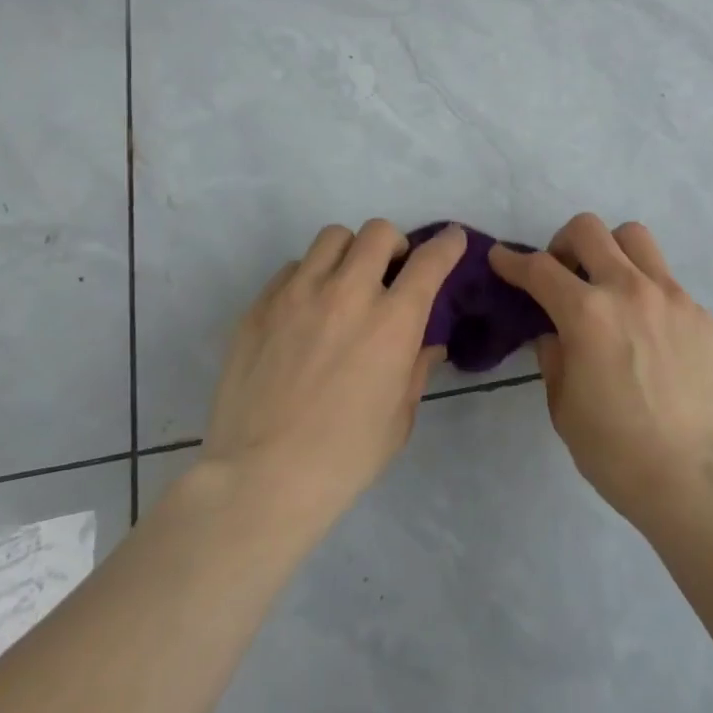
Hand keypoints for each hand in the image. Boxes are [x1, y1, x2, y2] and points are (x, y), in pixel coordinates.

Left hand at [201, 220, 464, 528]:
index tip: (452, 240)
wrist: (260, 480)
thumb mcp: (399, 419)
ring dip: (349, 253)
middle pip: (378, 232)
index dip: (448, 244)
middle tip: (390, 272)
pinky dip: (308, 278)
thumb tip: (426, 345)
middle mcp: (348, 293)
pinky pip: (292, 268)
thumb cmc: (344, 458)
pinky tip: (305, 311)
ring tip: (344, 283)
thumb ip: (416, 370)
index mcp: (392, 322)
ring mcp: (299, 294)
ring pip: (333, 237)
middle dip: (394, 245)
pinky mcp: (260, 306)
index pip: (431, 261)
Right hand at [488, 214, 712, 534]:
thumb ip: (553, 356)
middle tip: (561, 273)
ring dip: (610, 250)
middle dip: (562, 243)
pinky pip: (665, 278)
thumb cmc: (616, 451)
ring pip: (634, 237)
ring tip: (606, 284)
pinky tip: (644, 327)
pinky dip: (644, 287)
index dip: (513, 261)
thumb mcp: (564, 406)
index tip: (500, 257)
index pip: (540, 269)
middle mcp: (628, 289)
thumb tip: (553, 332)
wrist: (694, 477)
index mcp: (587, 314)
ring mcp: (670, 296)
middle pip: (588, 230)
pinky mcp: (698, 312)